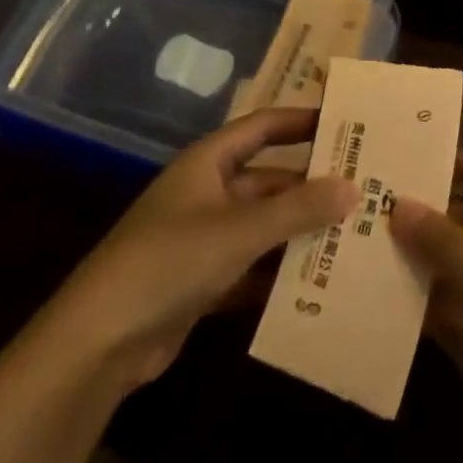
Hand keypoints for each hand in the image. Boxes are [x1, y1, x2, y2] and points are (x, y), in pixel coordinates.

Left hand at [46, 107, 356, 392]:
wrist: (99, 341)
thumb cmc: (170, 261)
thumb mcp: (240, 230)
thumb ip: (298, 208)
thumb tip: (354, 187)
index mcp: (208, 163)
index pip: (262, 127)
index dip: (300, 120)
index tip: (344, 122)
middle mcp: (206, 193)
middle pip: (268, 180)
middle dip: (311, 186)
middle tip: (363, 190)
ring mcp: (203, 239)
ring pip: (263, 226)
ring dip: (299, 232)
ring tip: (353, 236)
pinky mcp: (201, 282)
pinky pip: (251, 267)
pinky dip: (279, 273)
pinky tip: (318, 283)